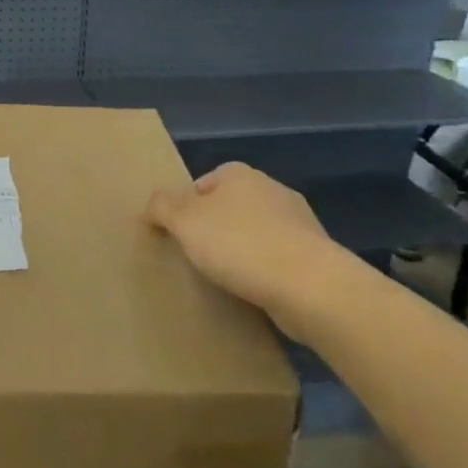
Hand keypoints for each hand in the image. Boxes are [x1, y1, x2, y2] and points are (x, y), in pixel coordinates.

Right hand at [147, 163, 370, 336]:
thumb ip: (161, 206)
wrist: (311, 286)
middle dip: (215, 229)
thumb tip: (151, 206)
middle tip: (197, 258)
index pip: (202, 184)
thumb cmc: (239, 244)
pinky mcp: (316, 256)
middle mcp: (271, 189)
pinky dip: (266, 272)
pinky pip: (279, 260)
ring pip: (256, 233)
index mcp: (239, 174)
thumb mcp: (184, 220)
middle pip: (230, 207)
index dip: (186, 209)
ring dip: (243, 252)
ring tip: (226, 280)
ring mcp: (299, 222)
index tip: (178, 237)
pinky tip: (255, 292)